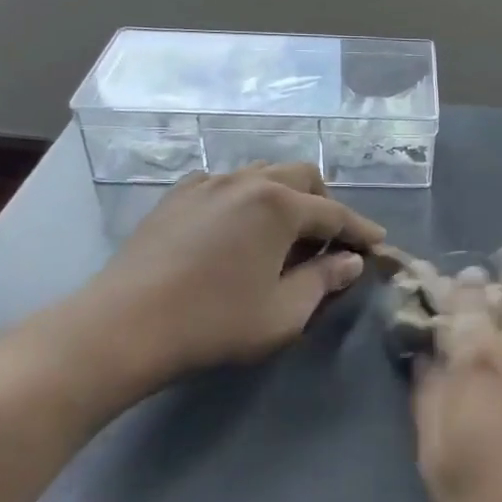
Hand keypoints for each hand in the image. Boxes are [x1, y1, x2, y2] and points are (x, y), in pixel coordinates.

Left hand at [44, 162, 384, 409]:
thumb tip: (350, 260)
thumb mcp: (284, 312)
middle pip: (301, 177)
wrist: (122, 326)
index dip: (360, 229)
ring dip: (285, 197)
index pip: (334, 213)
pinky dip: (246, 199)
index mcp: (279, 205)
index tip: (378, 243)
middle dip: (324, 203)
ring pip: (262, 174)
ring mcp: (206, 184)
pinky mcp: (176, 197)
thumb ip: (324, 281)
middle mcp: (246, 181)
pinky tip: (238, 228)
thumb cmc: (214, 322)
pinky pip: (225, 184)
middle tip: (330, 239)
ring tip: (286, 232)